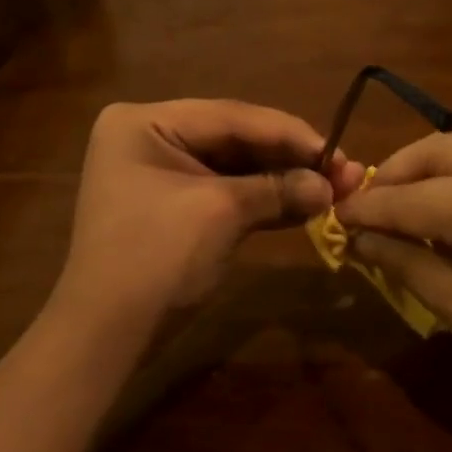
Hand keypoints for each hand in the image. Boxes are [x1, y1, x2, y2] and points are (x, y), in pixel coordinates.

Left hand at [53, 99, 364, 325]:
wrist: (108, 335)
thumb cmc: (156, 258)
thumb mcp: (221, 214)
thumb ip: (278, 190)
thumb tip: (331, 186)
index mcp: (146, 122)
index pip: (232, 117)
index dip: (289, 134)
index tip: (338, 152)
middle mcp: (152, 138)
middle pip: (236, 139)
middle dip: (290, 159)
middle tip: (344, 171)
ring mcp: (163, 174)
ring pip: (237, 168)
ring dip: (284, 181)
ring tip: (335, 189)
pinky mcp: (177, 207)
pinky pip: (228, 193)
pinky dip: (265, 201)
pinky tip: (305, 206)